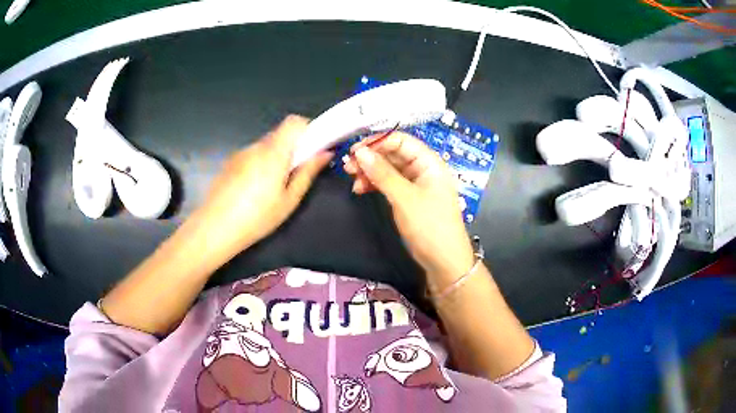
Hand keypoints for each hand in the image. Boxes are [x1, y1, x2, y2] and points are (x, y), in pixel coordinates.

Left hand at [193, 115, 331, 263]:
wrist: (215, 228)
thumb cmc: (257, 217)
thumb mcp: (289, 200)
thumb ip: (307, 173)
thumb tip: (325, 153)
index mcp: (274, 152)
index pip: (293, 122)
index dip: (307, 128)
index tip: (315, 146)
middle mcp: (256, 146)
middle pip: (280, 134)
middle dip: (293, 147)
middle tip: (298, 171)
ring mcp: (240, 153)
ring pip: (265, 146)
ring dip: (276, 156)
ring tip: (274, 186)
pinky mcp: (230, 163)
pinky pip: (252, 155)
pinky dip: (260, 163)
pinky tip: (255, 189)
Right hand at [344, 132, 474, 285]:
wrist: (443, 261)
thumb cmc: (429, 226)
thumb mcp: (404, 198)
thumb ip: (382, 173)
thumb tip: (360, 151)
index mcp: (429, 162)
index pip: (401, 140)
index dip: (377, 142)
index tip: (354, 150)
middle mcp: (423, 169)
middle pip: (393, 154)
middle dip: (371, 158)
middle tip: (348, 166)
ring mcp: (416, 184)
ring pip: (389, 169)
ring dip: (370, 171)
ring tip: (352, 178)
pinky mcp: (409, 198)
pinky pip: (389, 184)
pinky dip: (375, 184)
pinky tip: (360, 189)